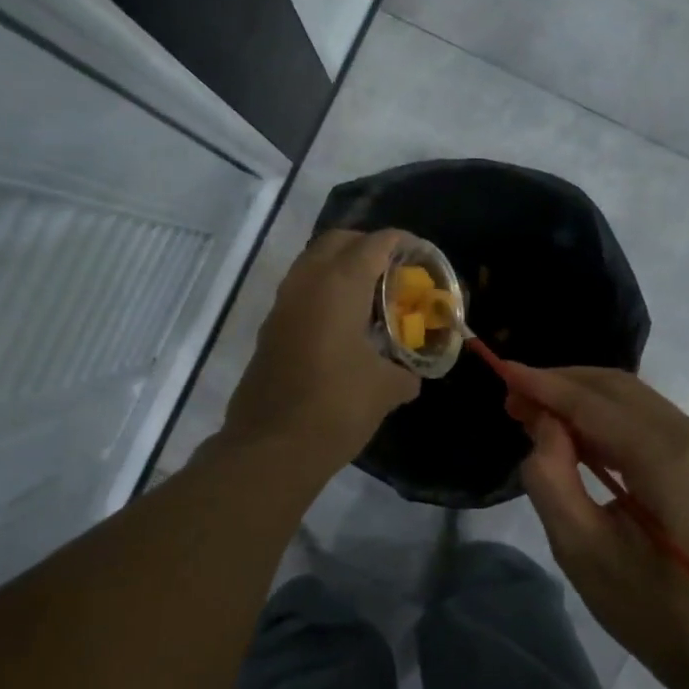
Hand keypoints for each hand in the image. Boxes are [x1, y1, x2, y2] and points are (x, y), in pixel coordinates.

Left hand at [222, 229, 421, 470]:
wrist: (271, 446)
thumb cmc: (336, 407)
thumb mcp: (385, 389)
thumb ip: (404, 373)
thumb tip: (410, 377)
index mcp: (339, 286)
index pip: (374, 245)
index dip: (399, 242)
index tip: (418, 252)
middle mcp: (306, 284)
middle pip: (336, 242)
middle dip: (365, 245)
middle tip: (392, 267)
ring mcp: (282, 306)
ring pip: (311, 264)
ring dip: (339, 267)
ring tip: (368, 293)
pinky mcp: (269, 329)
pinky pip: (299, 292)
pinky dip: (322, 291)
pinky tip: (342, 323)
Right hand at [503, 364, 688, 688]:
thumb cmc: (653, 612)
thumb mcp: (582, 550)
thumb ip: (551, 477)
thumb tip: (544, 424)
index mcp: (668, 458)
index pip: (593, 402)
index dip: (544, 384)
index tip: (501, 371)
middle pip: (616, 387)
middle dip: (561, 385)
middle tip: (514, 399)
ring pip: (633, 399)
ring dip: (582, 398)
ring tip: (535, 413)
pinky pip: (649, 419)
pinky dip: (607, 417)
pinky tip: (576, 434)